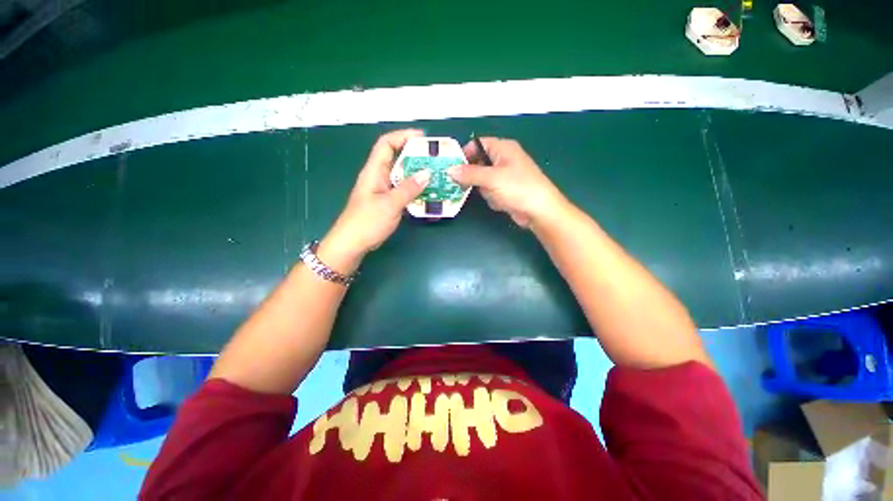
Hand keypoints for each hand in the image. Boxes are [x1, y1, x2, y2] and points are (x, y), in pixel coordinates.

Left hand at [318, 129, 430, 273]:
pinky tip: (427, 192)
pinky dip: (414, 188)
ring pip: (401, 175)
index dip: (403, 136)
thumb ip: (408, 189)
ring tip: (435, 174)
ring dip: (416, 173)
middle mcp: (378, 176)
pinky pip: (402, 189)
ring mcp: (382, 189)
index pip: (386, 144)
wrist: (352, 243)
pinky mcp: (387, 201)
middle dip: (415, 155)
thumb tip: (427, 174)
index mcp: (374, 171)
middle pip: (396, 158)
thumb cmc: (367, 222)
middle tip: (434, 158)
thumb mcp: (389, 204)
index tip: (422, 138)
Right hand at [449, 137, 567, 228]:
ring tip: (494, 195)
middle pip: (478, 163)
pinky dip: (492, 197)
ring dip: (485, 190)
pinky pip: (490, 191)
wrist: (539, 210)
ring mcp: (505, 176)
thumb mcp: (491, 178)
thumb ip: (469, 173)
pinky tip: (501, 202)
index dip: (465, 154)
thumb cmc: (518, 188)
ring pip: (482, 180)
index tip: (453, 167)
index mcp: (503, 148)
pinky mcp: (506, 190)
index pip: (478, 144)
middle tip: (466, 186)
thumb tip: (450, 170)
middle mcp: (503, 159)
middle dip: (474, 177)